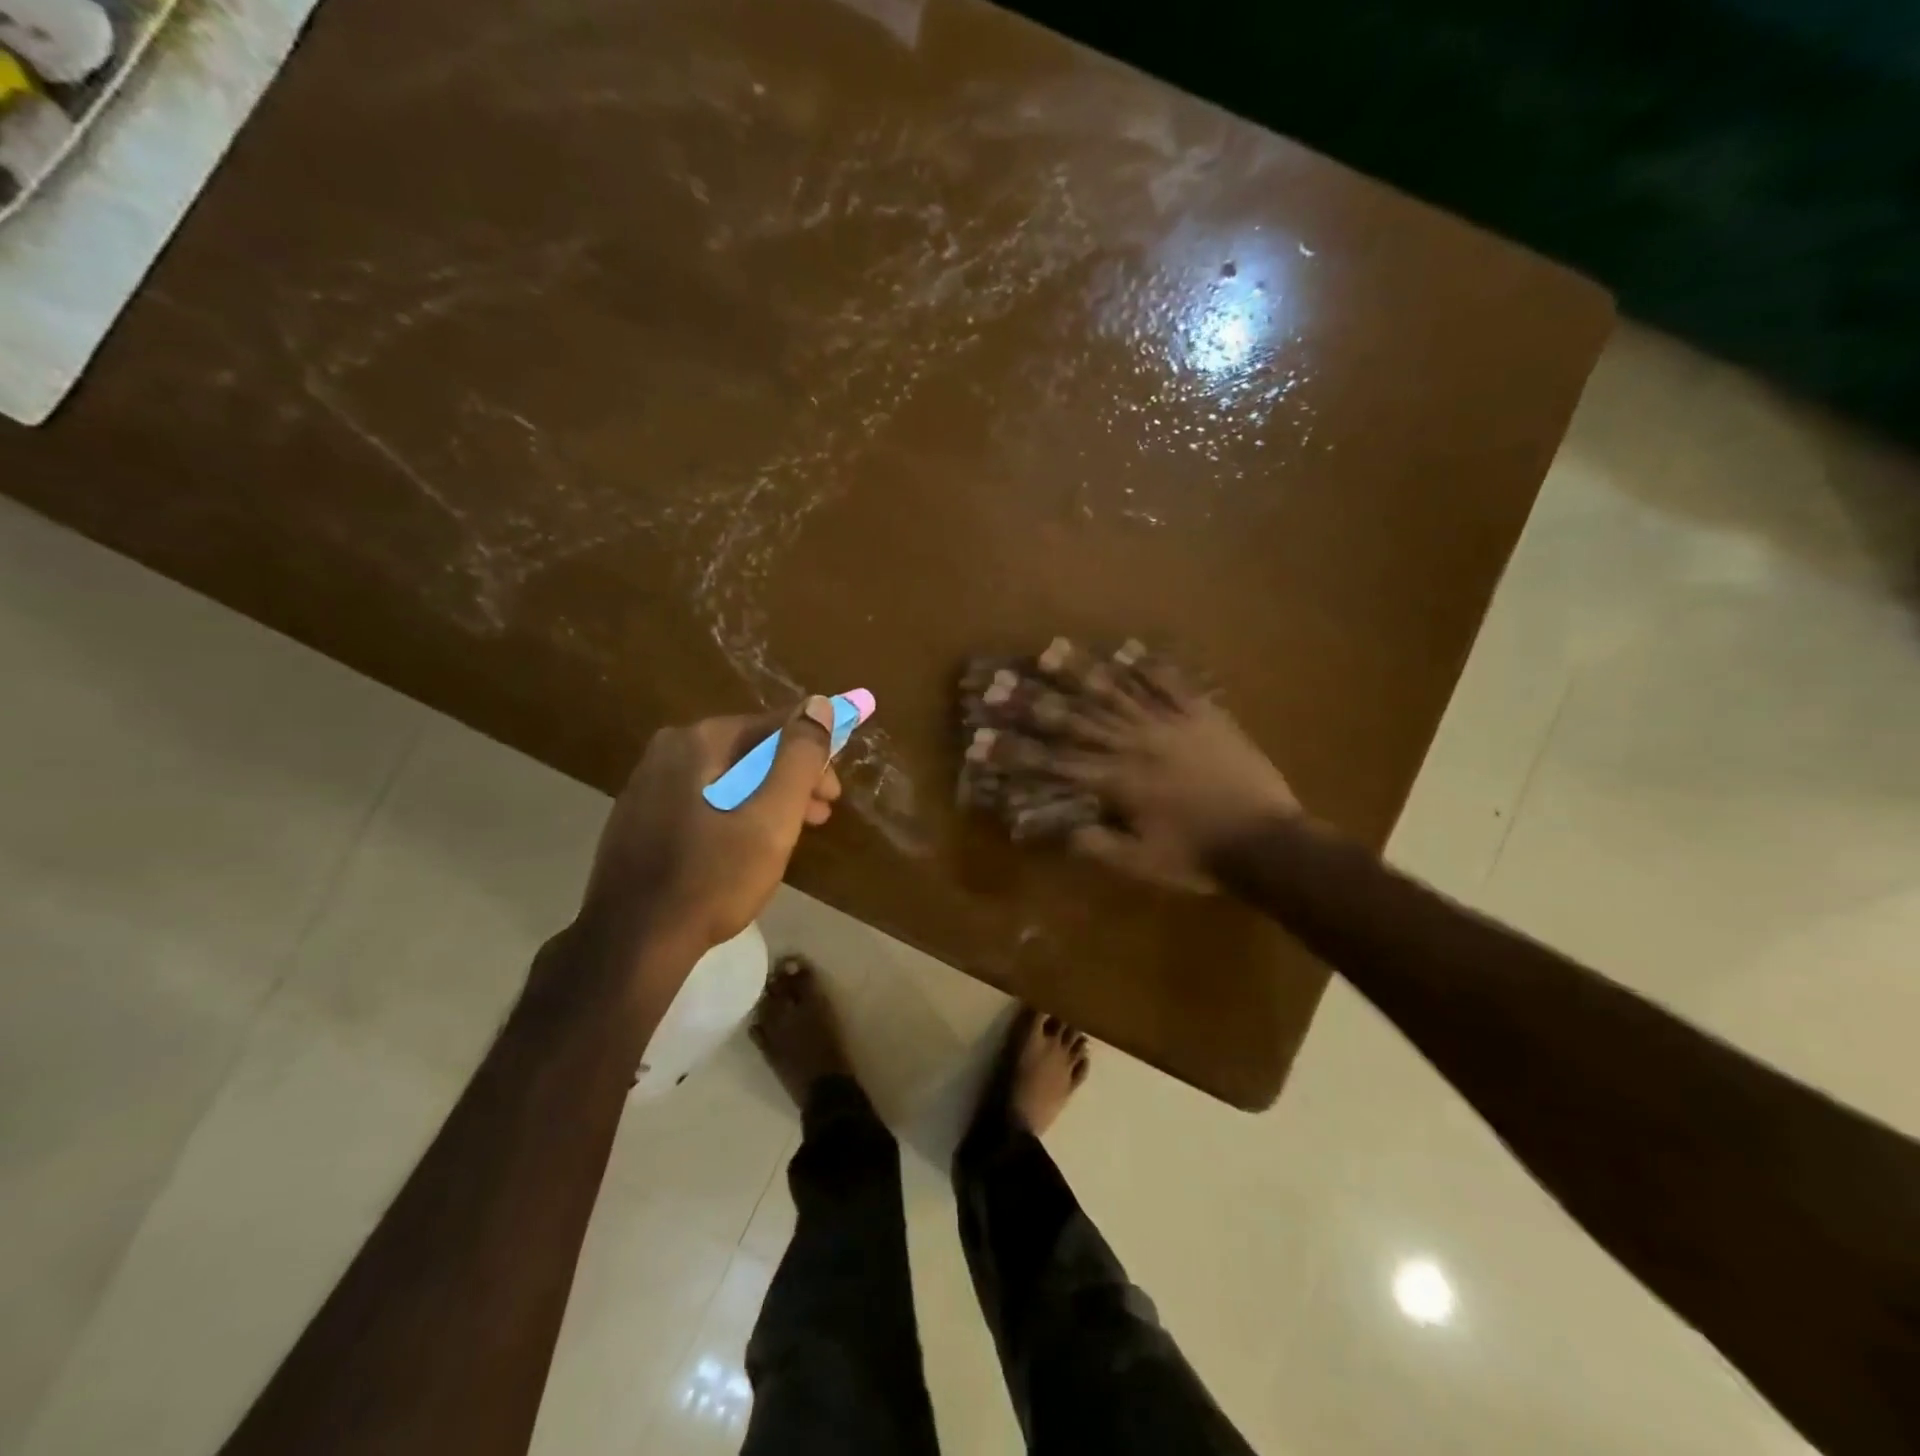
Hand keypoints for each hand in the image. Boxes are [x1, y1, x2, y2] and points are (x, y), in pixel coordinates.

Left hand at [579, 697, 840, 965]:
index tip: (833, 793)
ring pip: (726, 777)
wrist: (632, 943)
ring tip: (792, 833)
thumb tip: (819, 704)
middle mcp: (668, 750)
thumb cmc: (713, 878)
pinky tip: (746, 844)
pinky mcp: (639, 817)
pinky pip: (702, 800)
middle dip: (791, 778)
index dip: (814, 753)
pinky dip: (734, 812)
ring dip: (766, 797)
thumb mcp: (772, 818)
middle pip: (749, 751)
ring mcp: (647, 784)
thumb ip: (799, 757)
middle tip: (820, 814)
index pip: (775, 726)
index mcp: (699, 740)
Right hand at [975, 645, 1298, 891]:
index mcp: (1118, 782)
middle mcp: (1136, 744)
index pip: (1054, 763)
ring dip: (1081, 670)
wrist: (1268, 841)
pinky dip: (1150, 665)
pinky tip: (1129, 648)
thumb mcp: (1143, 864)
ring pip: (1118, 691)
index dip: (1014, 752)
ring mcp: (1171, 724)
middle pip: (1076, 718)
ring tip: (1050, 648)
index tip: (980, 740)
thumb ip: (1099, 845)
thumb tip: (1062, 827)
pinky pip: (1173, 683)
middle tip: (998, 682)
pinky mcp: (1204, 715)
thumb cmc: (1201, 858)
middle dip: (1032, 701)